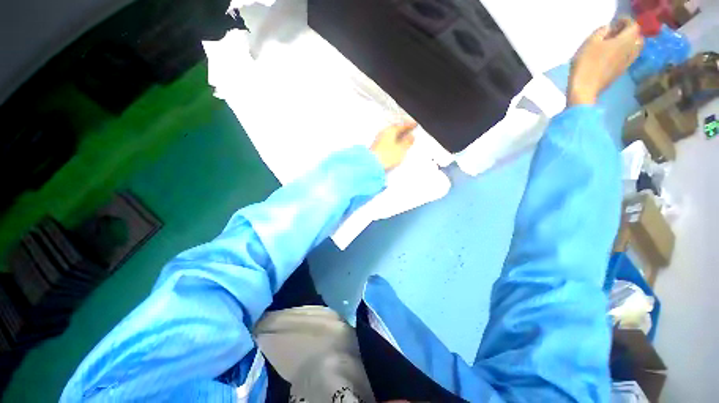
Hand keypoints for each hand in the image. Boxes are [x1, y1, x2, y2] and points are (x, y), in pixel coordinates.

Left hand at [370, 122, 416, 170]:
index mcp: (390, 130)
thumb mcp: (401, 149)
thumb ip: (407, 142)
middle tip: (409, 132)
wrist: (371, 164)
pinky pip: (386, 142)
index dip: (409, 126)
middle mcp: (383, 133)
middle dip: (403, 131)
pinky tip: (394, 148)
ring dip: (397, 137)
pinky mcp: (376, 147)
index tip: (414, 125)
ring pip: (390, 136)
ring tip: (403, 142)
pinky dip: (392, 143)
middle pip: (395, 130)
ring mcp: (378, 140)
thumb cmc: (385, 156)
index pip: (402, 126)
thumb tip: (411, 137)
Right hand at [568, 18, 643, 105]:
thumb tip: (608, 29)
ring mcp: (627, 63)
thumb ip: (601, 32)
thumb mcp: (590, 43)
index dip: (626, 21)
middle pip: (637, 38)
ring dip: (628, 44)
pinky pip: (628, 58)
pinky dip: (624, 53)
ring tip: (615, 44)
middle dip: (629, 33)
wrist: (585, 89)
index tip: (616, 22)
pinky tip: (613, 55)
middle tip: (617, 33)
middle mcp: (630, 50)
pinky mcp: (621, 72)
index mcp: (625, 41)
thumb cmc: (586, 64)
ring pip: (634, 49)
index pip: (633, 26)